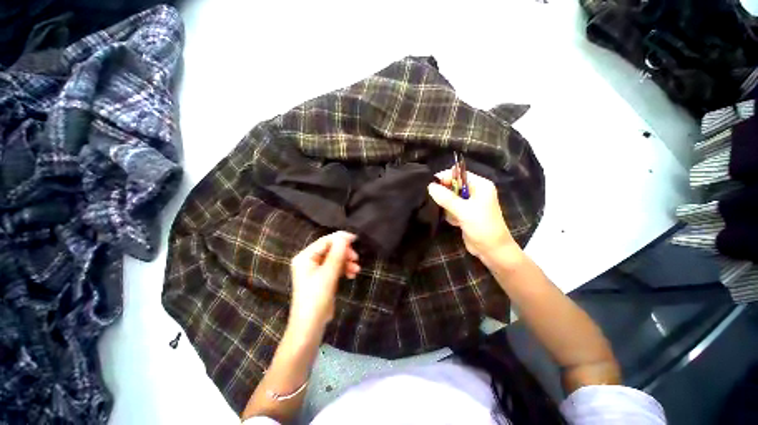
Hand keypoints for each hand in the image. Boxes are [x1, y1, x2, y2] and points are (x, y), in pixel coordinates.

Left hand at [289, 231, 359, 331]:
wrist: (310, 326)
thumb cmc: (316, 297)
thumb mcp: (328, 274)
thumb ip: (337, 254)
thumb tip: (344, 236)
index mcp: (305, 257)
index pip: (325, 241)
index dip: (340, 239)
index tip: (356, 239)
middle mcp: (309, 261)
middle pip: (330, 249)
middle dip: (344, 253)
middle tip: (356, 258)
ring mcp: (315, 270)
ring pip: (334, 259)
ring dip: (346, 262)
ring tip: (356, 269)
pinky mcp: (322, 278)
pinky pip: (335, 268)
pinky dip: (344, 269)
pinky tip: (352, 274)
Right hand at [427, 169, 518, 259]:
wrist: (491, 250)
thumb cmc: (482, 226)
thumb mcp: (463, 210)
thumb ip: (446, 198)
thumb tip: (430, 186)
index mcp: (480, 185)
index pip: (459, 175)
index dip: (446, 178)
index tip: (431, 185)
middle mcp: (475, 192)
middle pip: (454, 186)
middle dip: (445, 194)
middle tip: (439, 202)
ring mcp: (470, 203)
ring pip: (451, 198)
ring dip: (447, 206)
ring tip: (451, 215)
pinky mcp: (465, 213)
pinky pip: (452, 208)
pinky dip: (450, 214)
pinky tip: (455, 221)